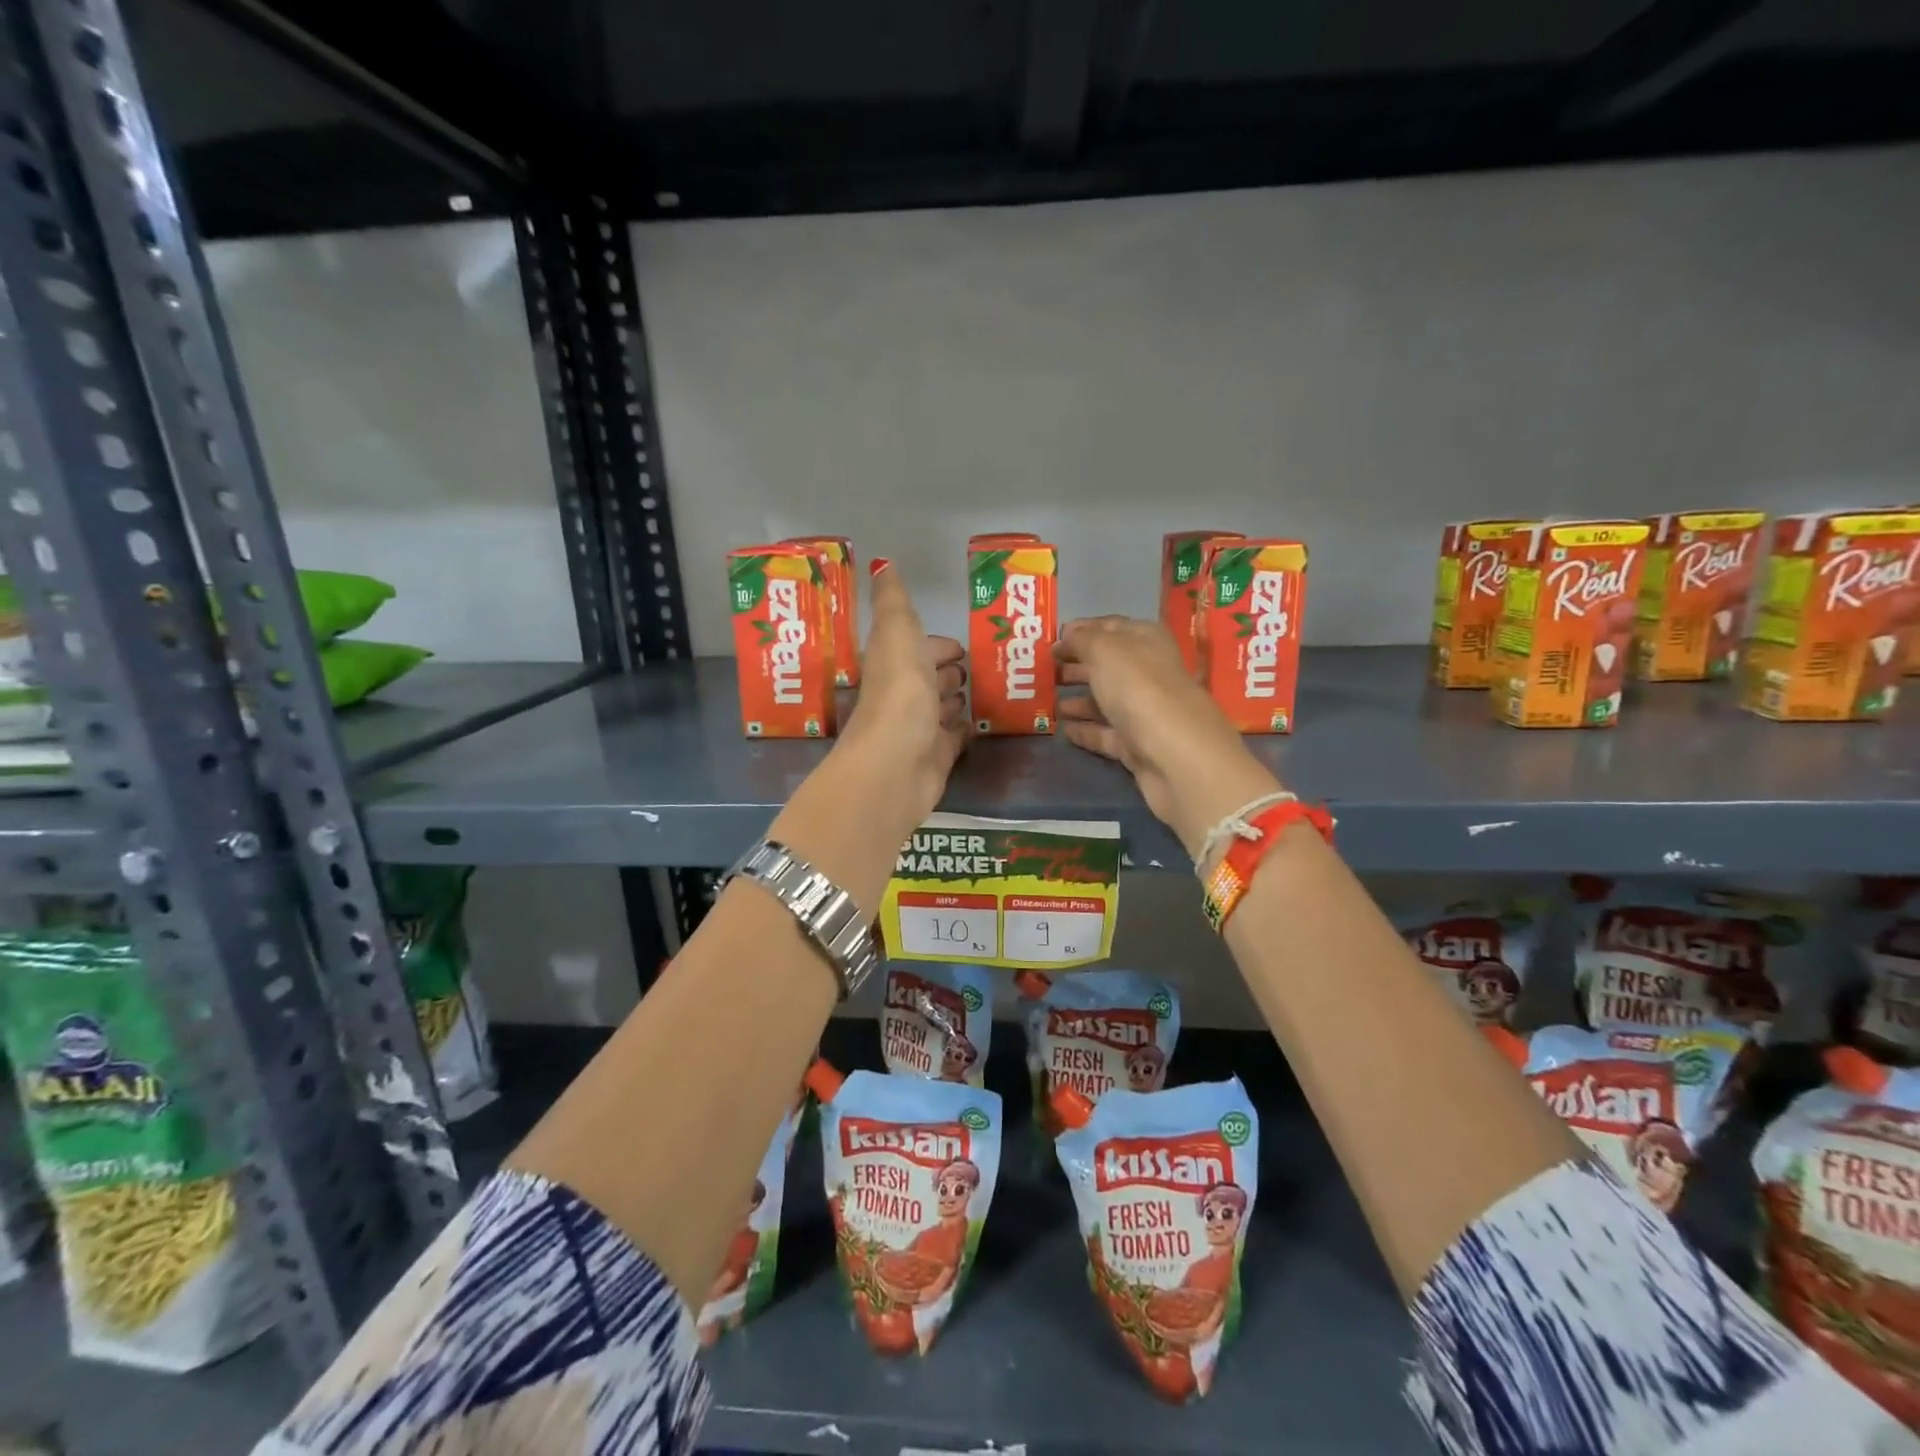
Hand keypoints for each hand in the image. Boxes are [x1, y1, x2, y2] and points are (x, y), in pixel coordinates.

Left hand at [837, 559, 967, 830]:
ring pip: (941, 708)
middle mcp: (902, 695)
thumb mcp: (897, 633)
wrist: (896, 764)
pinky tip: (980, 724)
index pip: (916, 648)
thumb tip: (882, 562)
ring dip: (956, 699)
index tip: (962, 644)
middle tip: (976, 667)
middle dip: (948, 670)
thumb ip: (893, 601)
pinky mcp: (936, 757)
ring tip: (983, 692)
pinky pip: (954, 738)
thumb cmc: (899, 692)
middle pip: (928, 678)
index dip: (936, 645)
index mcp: (892, 663)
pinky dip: (964, 730)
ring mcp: (919, 729)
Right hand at [1055, 617, 1283, 858]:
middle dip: (1077, 665)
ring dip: (1078, 698)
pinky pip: (1106, 733)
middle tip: (1042, 670)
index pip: (1111, 626)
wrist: (1177, 757)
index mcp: (1146, 640)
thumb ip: (1082, 640)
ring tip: (1047, 700)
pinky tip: (1063, 730)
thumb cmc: (1139, 689)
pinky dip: (1086, 730)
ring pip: (1106, 699)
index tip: (1050, 639)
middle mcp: (1149, 672)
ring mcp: (1145, 711)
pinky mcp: (1138, 746)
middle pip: (1107, 664)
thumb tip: (1066, 637)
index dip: (1081, 630)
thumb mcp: (1105, 651)